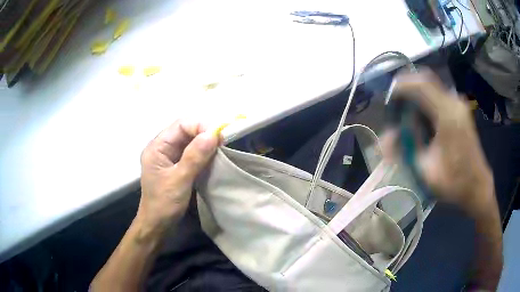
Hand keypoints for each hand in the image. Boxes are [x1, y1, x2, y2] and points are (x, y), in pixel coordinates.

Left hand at [137, 120, 219, 233]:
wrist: (157, 225)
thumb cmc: (164, 204)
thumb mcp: (179, 180)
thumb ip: (194, 156)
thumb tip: (212, 134)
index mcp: (157, 147)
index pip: (180, 125)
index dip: (200, 126)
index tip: (218, 136)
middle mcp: (162, 148)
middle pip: (185, 130)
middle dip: (204, 133)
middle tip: (222, 142)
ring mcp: (169, 157)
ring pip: (190, 141)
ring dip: (205, 143)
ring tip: (220, 148)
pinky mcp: (177, 166)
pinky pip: (192, 153)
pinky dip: (203, 153)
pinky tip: (213, 157)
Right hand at [382, 70, 493, 214]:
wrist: (477, 186)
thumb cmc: (453, 182)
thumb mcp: (425, 170)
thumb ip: (405, 148)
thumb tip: (386, 136)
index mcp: (447, 115)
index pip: (420, 85)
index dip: (400, 87)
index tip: (388, 100)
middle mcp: (454, 103)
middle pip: (425, 80)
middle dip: (407, 87)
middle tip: (395, 104)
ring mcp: (458, 104)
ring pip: (431, 85)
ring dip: (416, 94)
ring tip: (405, 113)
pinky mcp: (459, 109)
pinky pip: (437, 94)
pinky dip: (424, 99)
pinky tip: (420, 117)